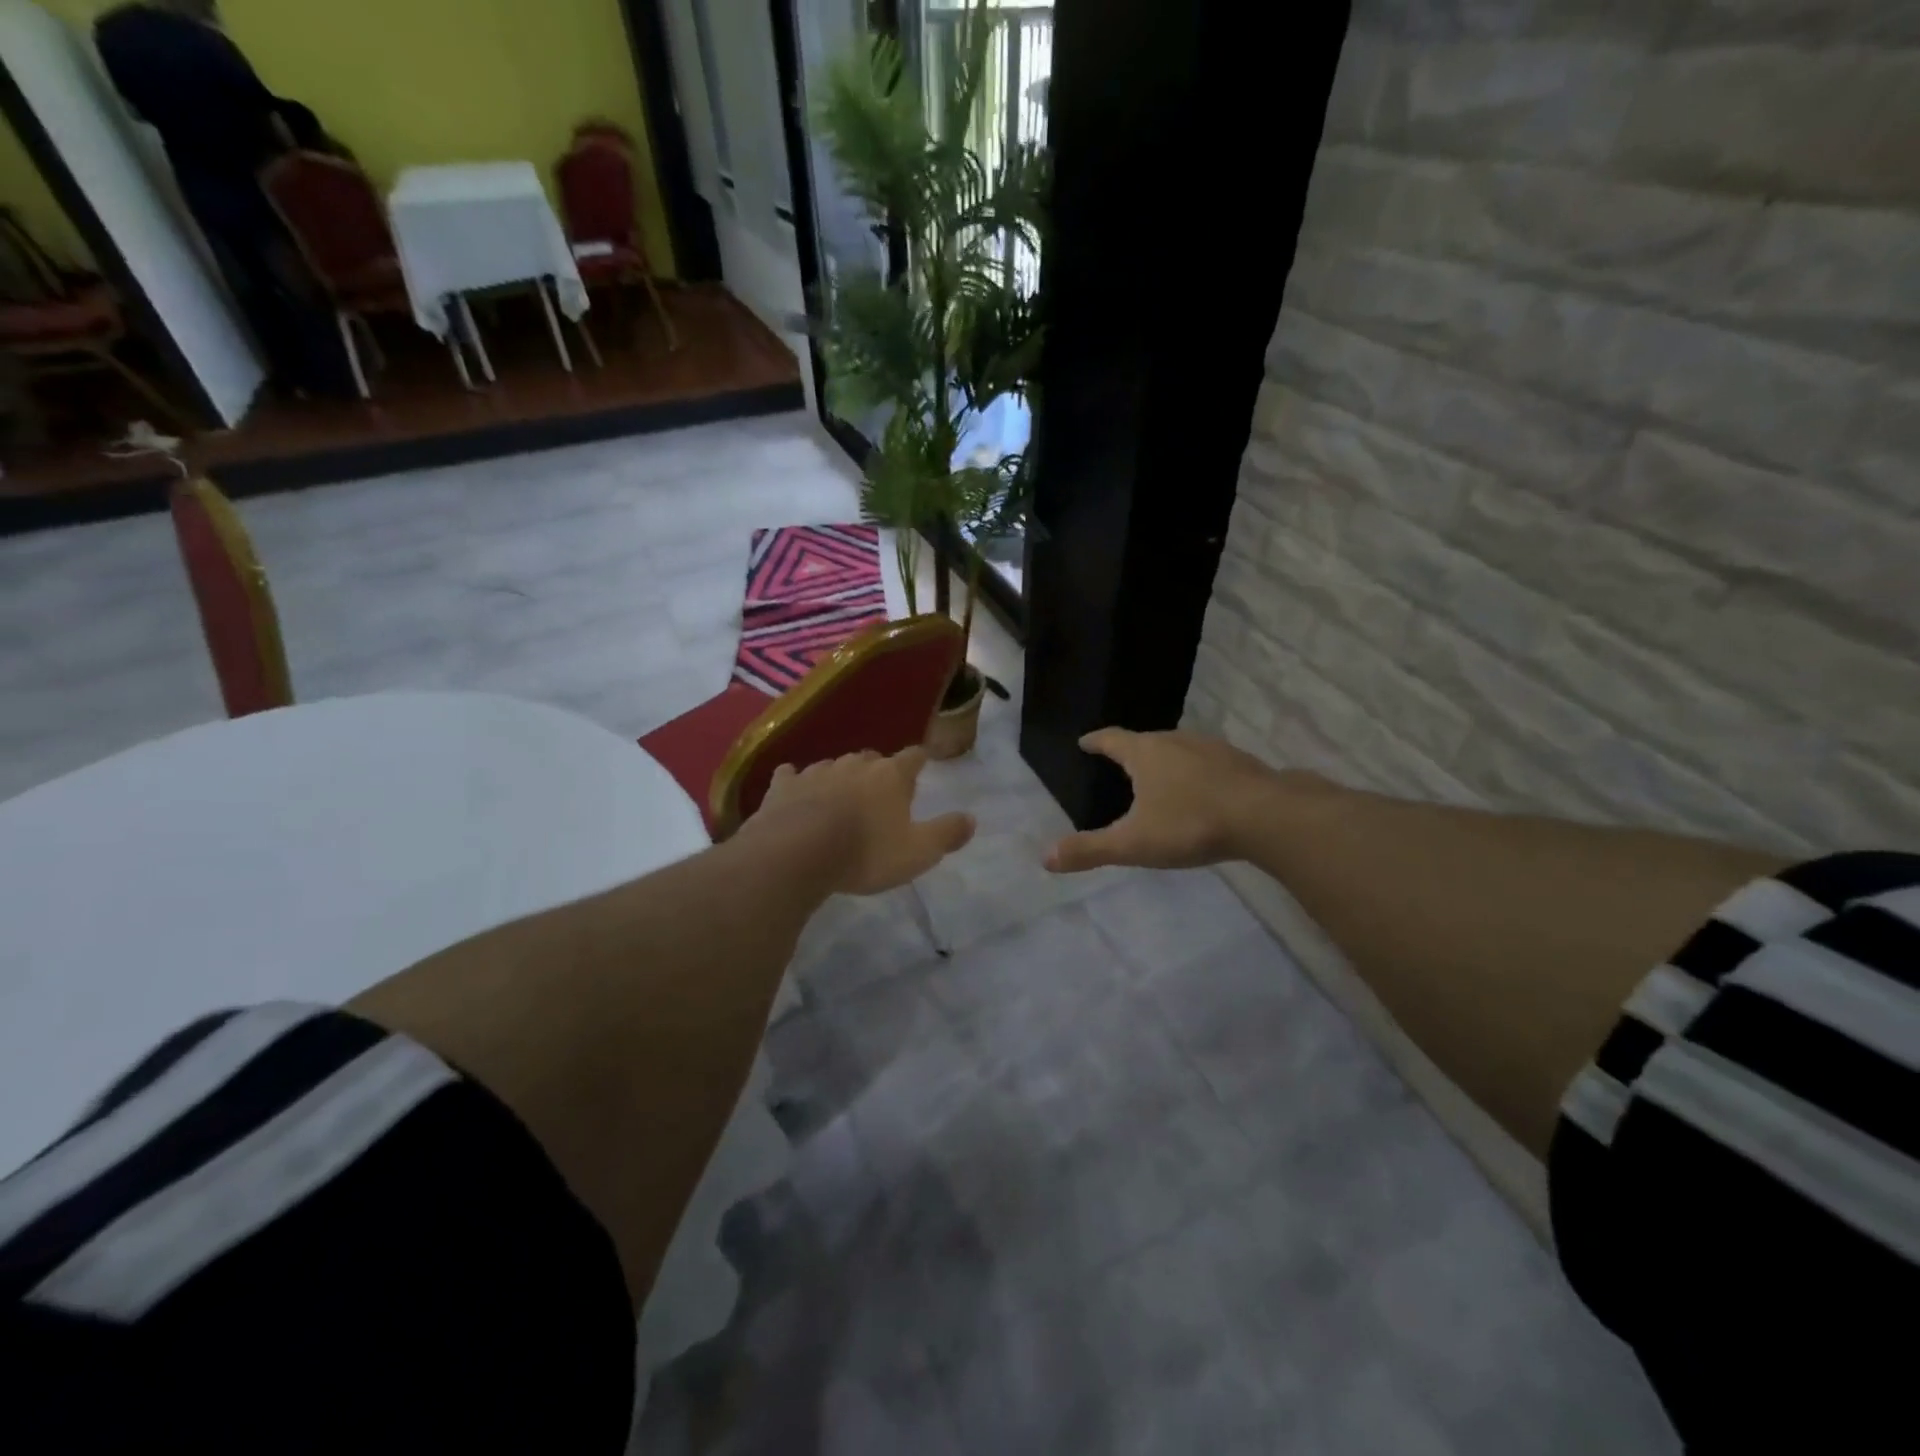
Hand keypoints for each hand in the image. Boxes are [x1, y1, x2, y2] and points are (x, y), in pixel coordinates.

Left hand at [755, 748, 975, 895]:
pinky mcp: (783, 786)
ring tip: (841, 798)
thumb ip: (946, 834)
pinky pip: (791, 775)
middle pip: (872, 759)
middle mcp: (855, 764)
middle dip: (878, 771)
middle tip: (880, 793)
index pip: (913, 757)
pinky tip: (793, 787)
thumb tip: (972, 818)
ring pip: (834, 766)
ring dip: (840, 777)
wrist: (797, 854)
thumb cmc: (865, 853)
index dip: (919, 761)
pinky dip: (796, 781)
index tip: (921, 765)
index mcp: (891, 776)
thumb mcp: (917, 853)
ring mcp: (817, 772)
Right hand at [1045, 728, 1302, 873]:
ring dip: (1165, 760)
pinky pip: (1208, 763)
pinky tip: (1202, 791)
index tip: (1084, 741)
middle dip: (1130, 751)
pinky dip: (1196, 772)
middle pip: (1145, 740)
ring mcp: (1211, 749)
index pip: (1111, 739)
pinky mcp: (1240, 763)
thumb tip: (1045, 858)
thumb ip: (1090, 849)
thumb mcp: (1133, 843)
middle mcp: (1175, 741)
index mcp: (1145, 753)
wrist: (1266, 817)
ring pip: (1179, 749)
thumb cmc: (1190, 824)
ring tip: (1159, 776)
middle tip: (1120, 763)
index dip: (1095, 740)